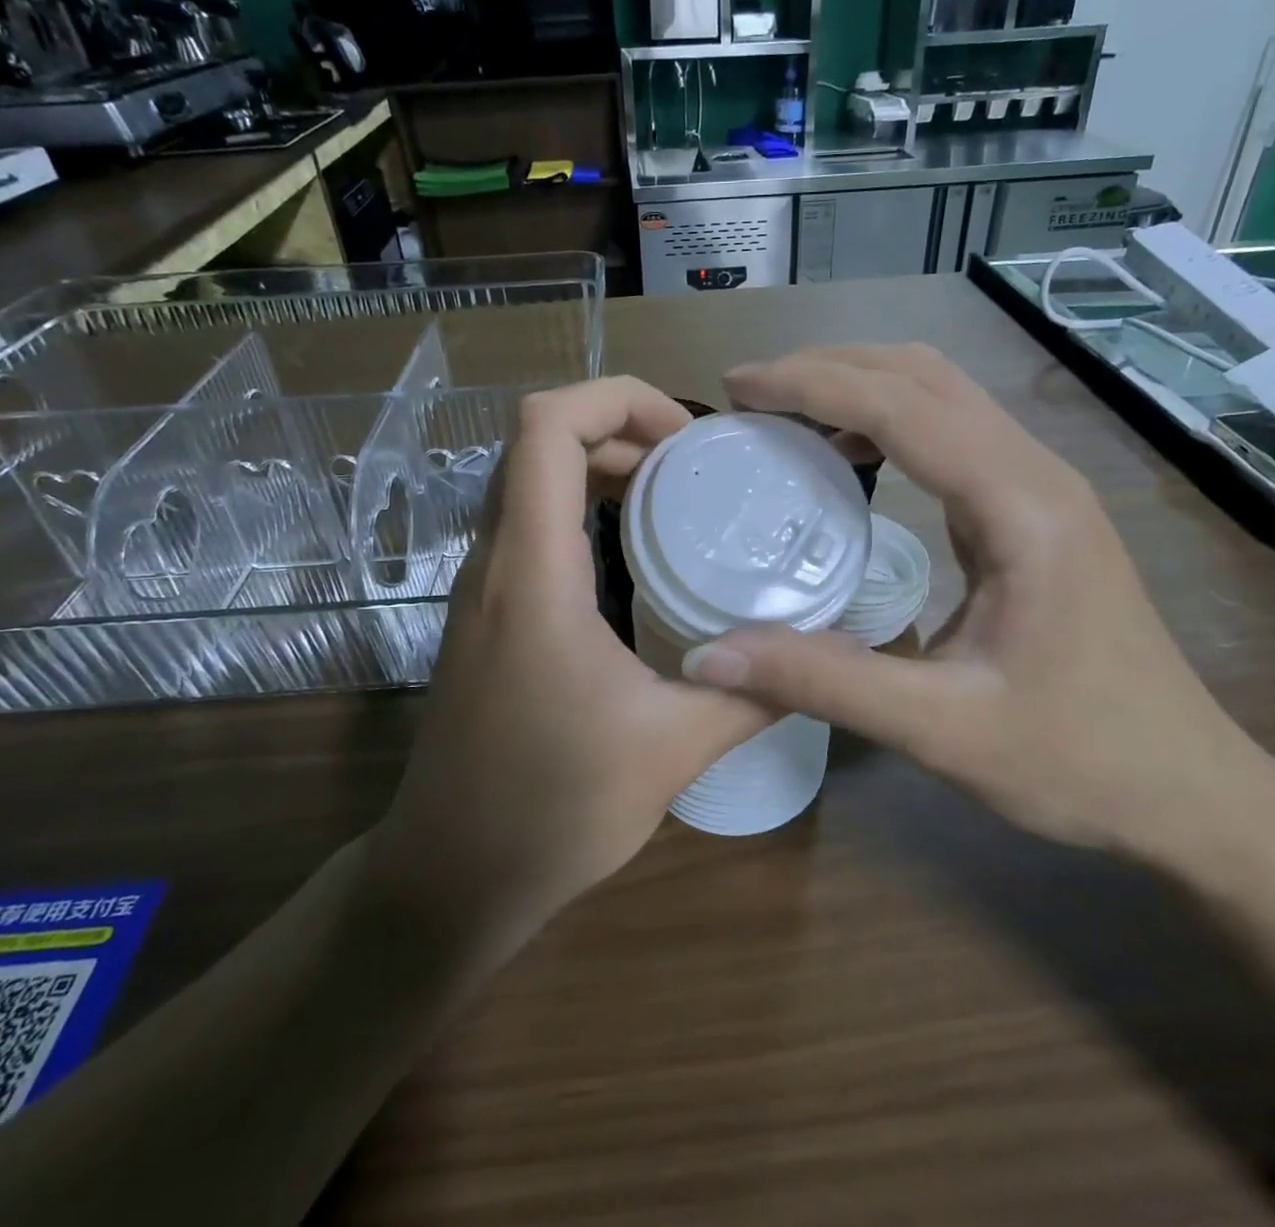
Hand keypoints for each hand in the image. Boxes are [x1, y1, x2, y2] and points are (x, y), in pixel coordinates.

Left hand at [381, 378, 775, 928]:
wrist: (451, 876)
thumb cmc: (552, 811)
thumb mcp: (671, 751)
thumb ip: (754, 694)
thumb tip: (823, 655)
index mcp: (533, 576)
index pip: (545, 427)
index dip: (616, 398)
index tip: (686, 438)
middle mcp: (495, 563)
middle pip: (537, 440)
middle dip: (619, 427)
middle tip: (693, 466)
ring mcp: (481, 587)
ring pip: (528, 479)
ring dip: (598, 464)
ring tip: (673, 495)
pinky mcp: (485, 613)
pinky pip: (528, 523)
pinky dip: (580, 505)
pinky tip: (634, 551)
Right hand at [678, 345, 1260, 857]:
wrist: (1189, 791)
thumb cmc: (1079, 760)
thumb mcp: (941, 729)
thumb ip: (824, 682)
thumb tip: (708, 657)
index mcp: (1023, 508)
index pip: (903, 408)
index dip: (812, 386)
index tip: (738, 388)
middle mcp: (1036, 475)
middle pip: (925, 377)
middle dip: (831, 370)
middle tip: (750, 395)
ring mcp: (1041, 490)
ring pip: (942, 396)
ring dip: (860, 389)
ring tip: (785, 415)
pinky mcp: (1033, 512)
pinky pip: (952, 436)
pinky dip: (887, 425)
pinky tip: (848, 458)